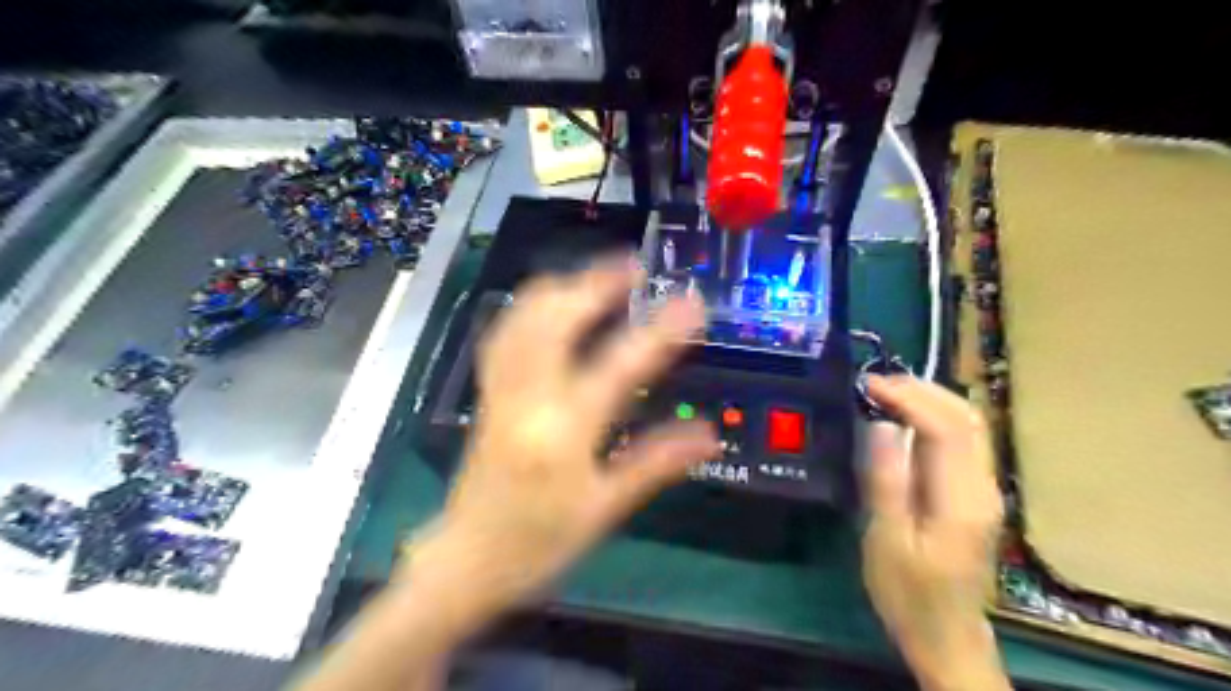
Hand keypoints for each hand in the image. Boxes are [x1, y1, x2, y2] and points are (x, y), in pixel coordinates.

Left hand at [401, 256, 717, 631]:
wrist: (468, 560)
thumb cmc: (539, 542)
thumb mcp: (604, 509)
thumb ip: (656, 463)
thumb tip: (709, 434)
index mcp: (561, 433)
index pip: (617, 368)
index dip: (658, 332)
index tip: (691, 303)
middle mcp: (526, 400)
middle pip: (555, 321)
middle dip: (595, 284)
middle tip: (632, 265)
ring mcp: (500, 391)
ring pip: (522, 319)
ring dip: (561, 287)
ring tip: (595, 274)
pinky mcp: (487, 393)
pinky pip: (504, 334)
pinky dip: (529, 307)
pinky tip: (549, 301)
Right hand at [863, 376, 1008, 690]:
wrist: (946, 634)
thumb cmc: (908, 592)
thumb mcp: (886, 540)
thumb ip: (886, 481)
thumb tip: (882, 425)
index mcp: (961, 498)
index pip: (946, 427)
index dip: (908, 397)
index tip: (868, 385)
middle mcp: (983, 486)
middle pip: (967, 417)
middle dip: (922, 389)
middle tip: (875, 383)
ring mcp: (984, 489)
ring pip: (969, 425)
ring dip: (929, 399)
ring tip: (885, 393)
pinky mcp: (975, 493)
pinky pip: (961, 440)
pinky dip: (933, 418)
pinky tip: (904, 420)